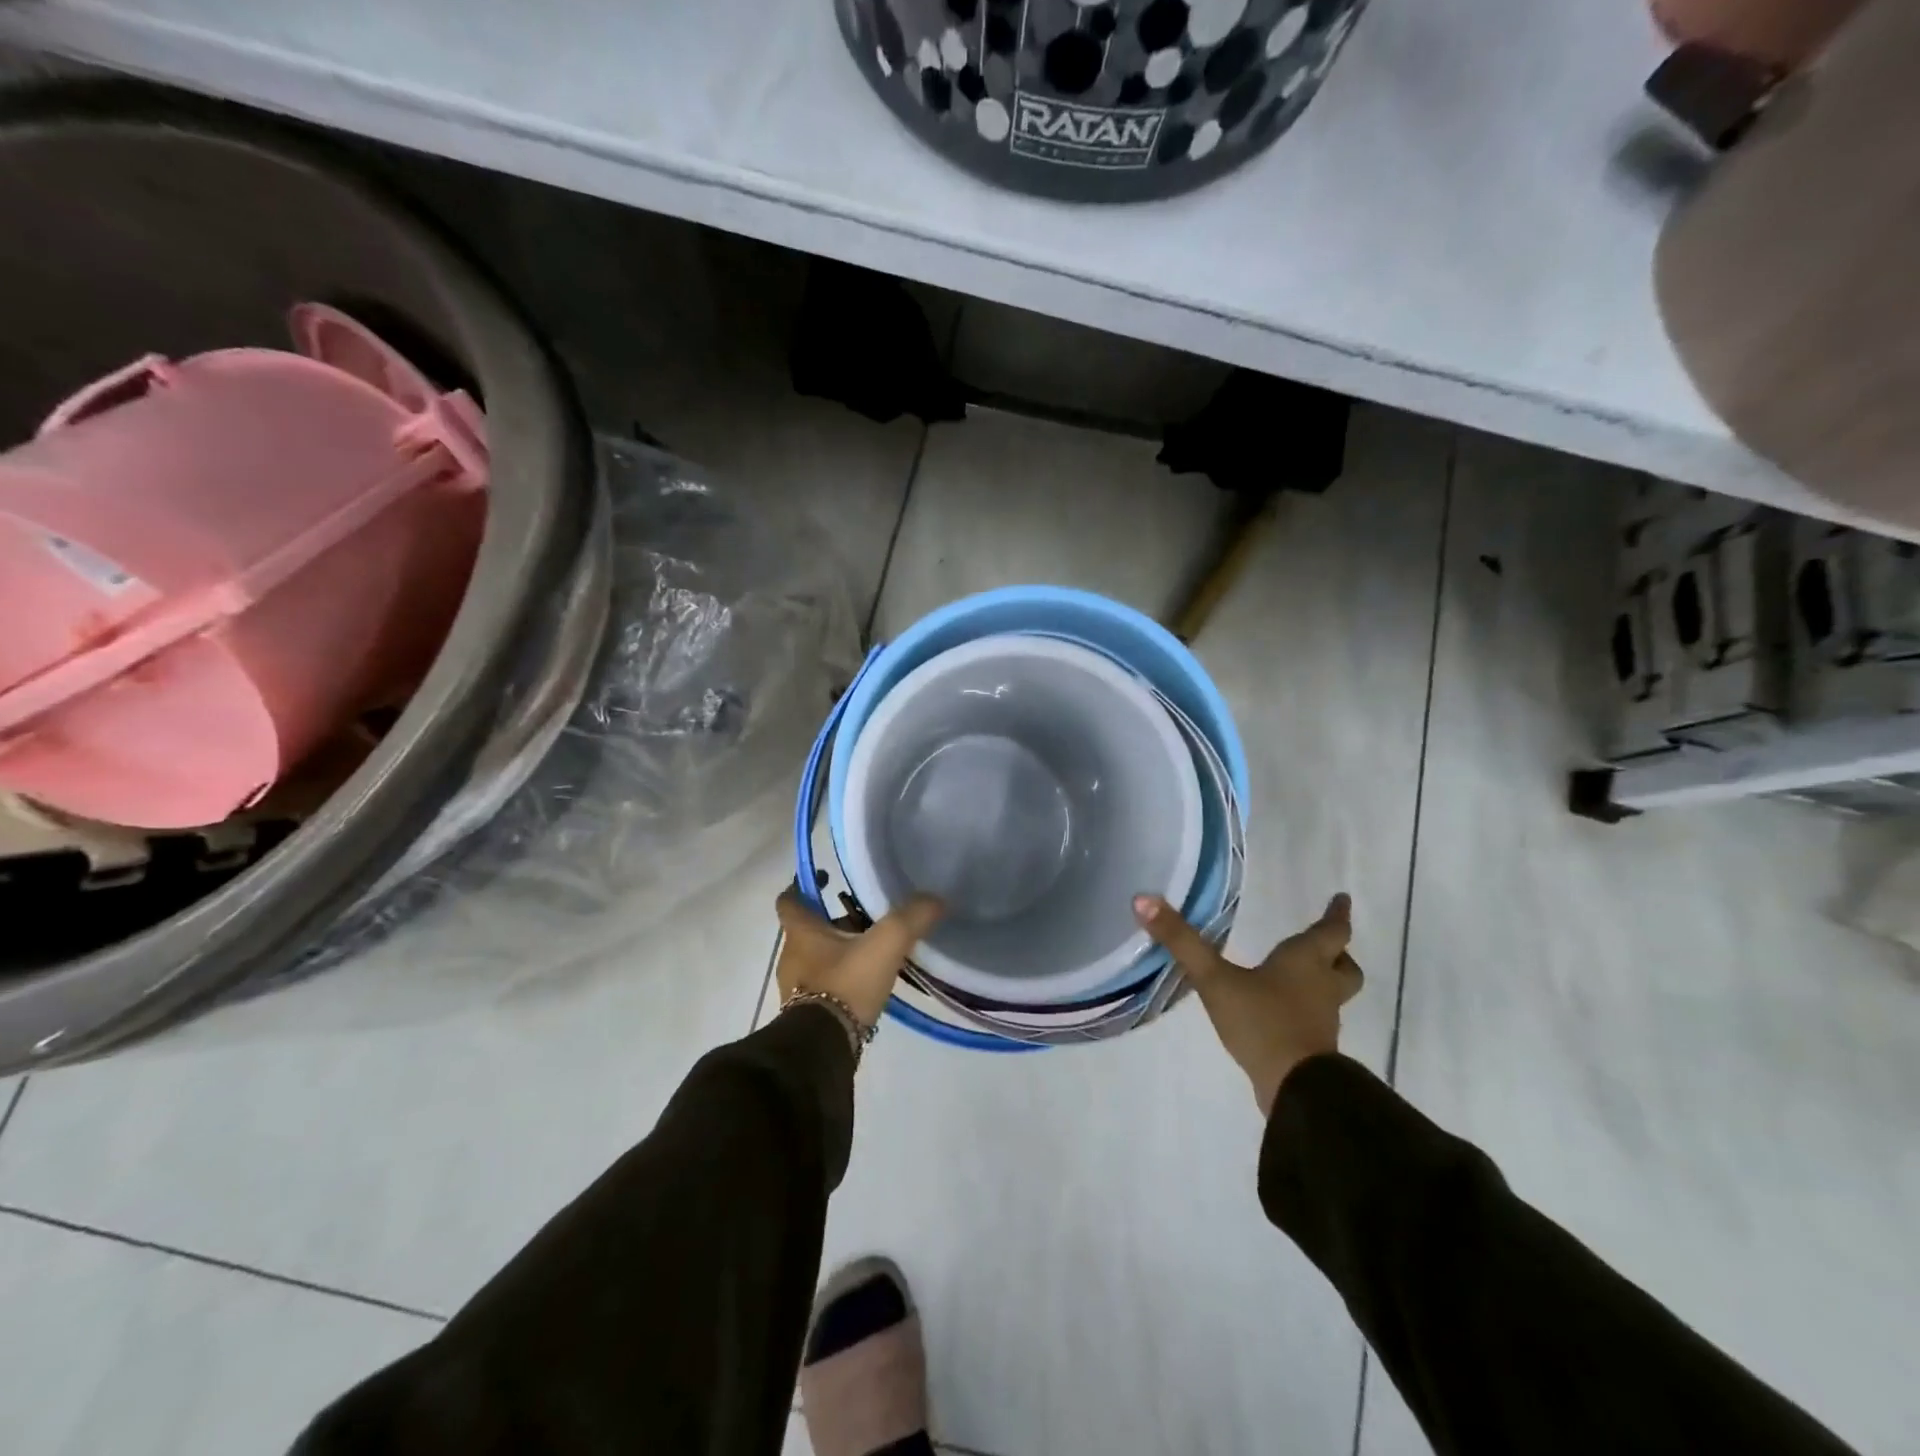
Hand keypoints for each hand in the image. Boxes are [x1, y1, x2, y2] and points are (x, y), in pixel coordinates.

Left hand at [774, 885, 943, 1028]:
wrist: (823, 1047)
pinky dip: (840, 979)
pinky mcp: (805, 1012)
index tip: (827, 880)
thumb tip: (935, 899)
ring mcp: (795, 987)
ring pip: (816, 958)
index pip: (789, 900)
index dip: (804, 887)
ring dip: (838, 952)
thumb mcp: (886, 945)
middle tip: (865, 918)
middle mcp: (792, 956)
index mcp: (801, 933)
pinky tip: (866, 983)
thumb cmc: (846, 984)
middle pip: (808, 929)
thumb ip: (911, 918)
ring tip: (872, 952)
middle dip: (834, 922)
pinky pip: (822, 985)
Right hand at [1134, 891, 1363, 1114]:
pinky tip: (1282, 1013)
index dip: (1337, 914)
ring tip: (1304, 977)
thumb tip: (1143, 899)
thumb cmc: (1261, 1022)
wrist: (1294, 1088)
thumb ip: (1181, 941)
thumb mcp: (1214, 978)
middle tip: (1329, 944)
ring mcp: (1321, 1021)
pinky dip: (1307, 1011)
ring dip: (1326, 982)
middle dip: (1338, 953)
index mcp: (1305, 961)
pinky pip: (1317, 1020)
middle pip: (1345, 966)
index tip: (1343, 898)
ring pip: (1335, 994)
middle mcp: (1321, 987)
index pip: (1332, 931)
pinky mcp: (1314, 1048)